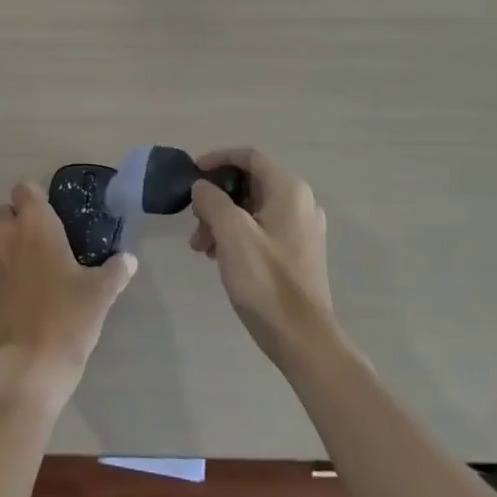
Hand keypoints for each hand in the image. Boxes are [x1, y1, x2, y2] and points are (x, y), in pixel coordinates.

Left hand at [0, 181, 136, 406]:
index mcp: (34, 223)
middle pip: (5, 213)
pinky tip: (8, 296)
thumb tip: (128, 259)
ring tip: (23, 273)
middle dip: (19, 224)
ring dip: (2, 247)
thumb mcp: (100, 294)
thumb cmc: (67, 319)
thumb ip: (115, 270)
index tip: (51, 219)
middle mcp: (2, 233)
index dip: (37, 200)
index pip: (26, 189)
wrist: (26, 368)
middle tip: (41, 249)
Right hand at [189, 148, 334, 366]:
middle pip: (249, 183)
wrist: (304, 341)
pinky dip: (238, 234)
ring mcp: (302, 228)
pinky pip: (262, 228)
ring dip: (223, 219)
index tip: (193, 173)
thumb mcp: (231, 234)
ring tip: (202, 248)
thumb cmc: (266, 281)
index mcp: (289, 190)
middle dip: (216, 198)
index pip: (249, 156)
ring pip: (253, 208)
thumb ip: (212, 200)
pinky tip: (220, 257)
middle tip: (194, 222)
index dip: (218, 159)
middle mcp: (300, 202)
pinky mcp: (299, 252)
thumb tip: (202, 187)